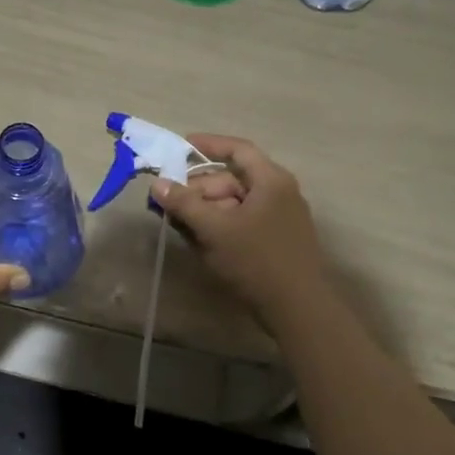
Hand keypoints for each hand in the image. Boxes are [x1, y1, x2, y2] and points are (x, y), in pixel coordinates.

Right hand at [152, 134, 326, 326]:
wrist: (297, 309)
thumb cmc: (255, 260)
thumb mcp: (214, 229)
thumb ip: (184, 204)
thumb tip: (157, 184)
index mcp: (271, 180)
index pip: (238, 150)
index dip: (208, 145)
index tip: (180, 146)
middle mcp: (279, 192)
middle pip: (232, 179)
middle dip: (198, 188)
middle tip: (170, 202)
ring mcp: (281, 217)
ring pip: (235, 203)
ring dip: (206, 209)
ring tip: (179, 223)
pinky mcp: (277, 240)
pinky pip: (243, 221)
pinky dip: (220, 225)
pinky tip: (200, 240)